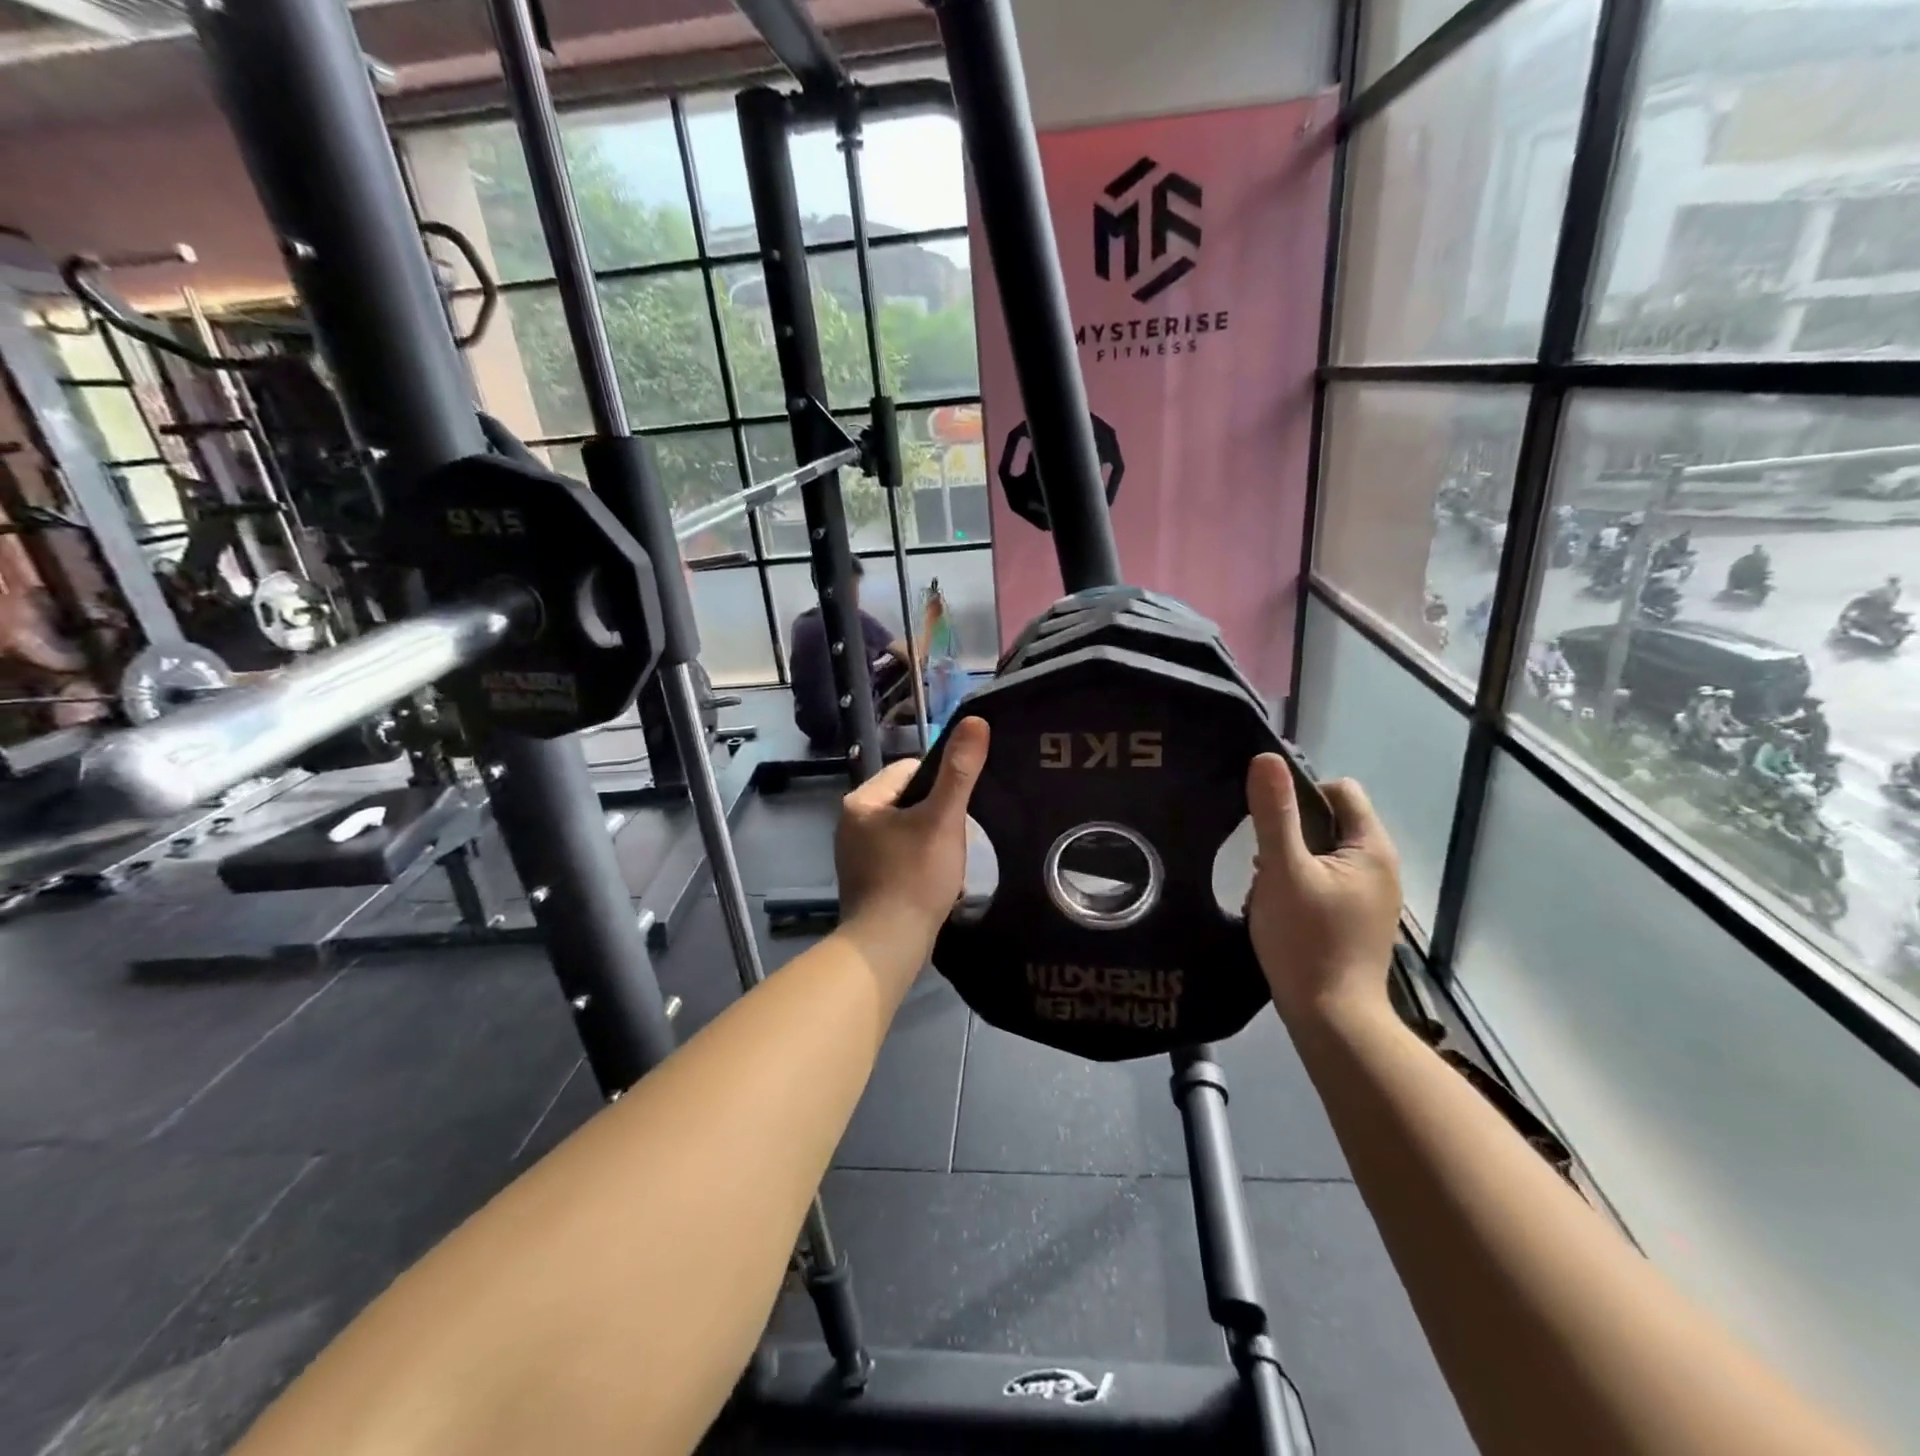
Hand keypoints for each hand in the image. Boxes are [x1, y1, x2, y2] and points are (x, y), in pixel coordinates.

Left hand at [835, 716, 988, 944]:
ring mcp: (855, 854)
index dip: (942, 784)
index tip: (958, 810)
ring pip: (907, 830)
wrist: (888, 946)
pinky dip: (920, 864)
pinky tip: (934, 882)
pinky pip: (900, 856)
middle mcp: (851, 822)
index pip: (911, 770)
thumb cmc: (914, 877)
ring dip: (932, 841)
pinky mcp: (865, 880)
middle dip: (938, 816)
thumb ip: (960, 771)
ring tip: (947, 863)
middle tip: (955, 840)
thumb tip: (976, 720)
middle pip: (909, 800)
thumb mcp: (943, 819)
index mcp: (862, 801)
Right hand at [1244, 756, 1401, 1030]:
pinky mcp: (1357, 920)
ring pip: (1324, 854)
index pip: (1341, 791)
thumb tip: (1266, 758)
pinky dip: (1300, 884)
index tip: (1269, 821)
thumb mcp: (1283, 871)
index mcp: (1371, 848)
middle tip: (1262, 859)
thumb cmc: (1308, 940)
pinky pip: (1325, 881)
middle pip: (1331, 822)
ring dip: (1292, 860)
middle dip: (1292, 831)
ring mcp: (1371, 897)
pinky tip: (1279, 908)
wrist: (1332, 1018)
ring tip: (1266, 886)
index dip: (1302, 794)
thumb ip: (1274, 814)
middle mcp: (1380, 867)